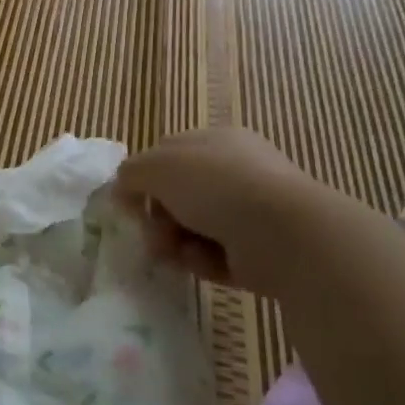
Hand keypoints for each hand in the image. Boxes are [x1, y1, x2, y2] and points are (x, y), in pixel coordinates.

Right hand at [114, 128, 325, 294]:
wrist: (282, 233)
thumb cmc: (216, 185)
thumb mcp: (157, 166)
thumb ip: (130, 173)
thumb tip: (122, 190)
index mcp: (215, 142)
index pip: (167, 154)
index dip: (142, 177)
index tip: (128, 201)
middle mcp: (234, 173)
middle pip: (177, 196)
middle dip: (157, 216)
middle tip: (152, 233)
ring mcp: (249, 213)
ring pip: (191, 228)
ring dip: (174, 242)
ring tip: (173, 253)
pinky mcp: (257, 252)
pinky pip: (213, 256)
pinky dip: (201, 261)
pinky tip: (203, 262)